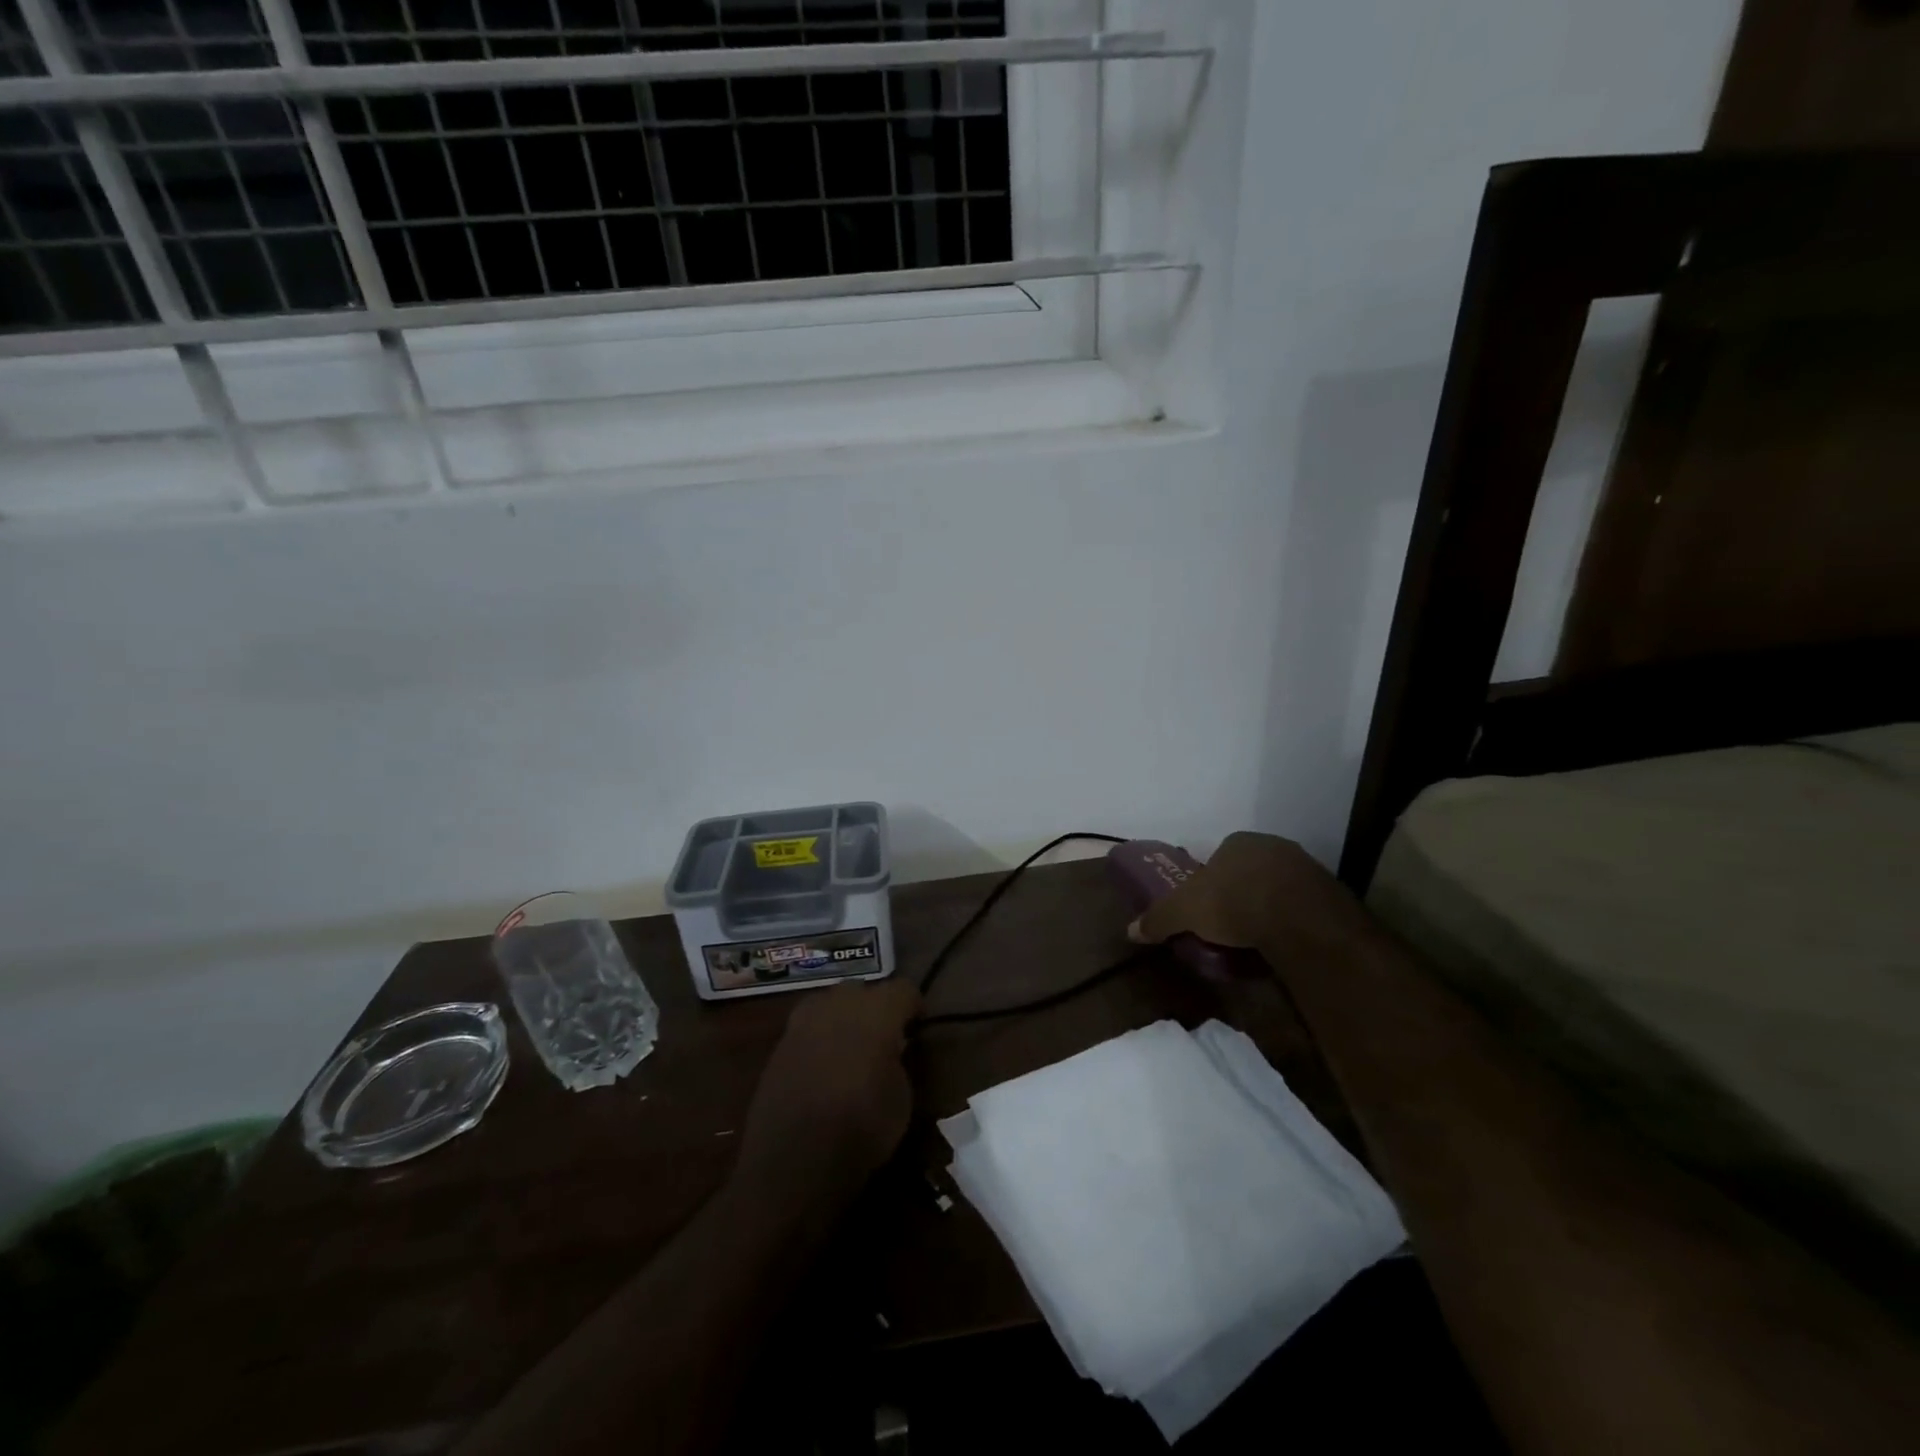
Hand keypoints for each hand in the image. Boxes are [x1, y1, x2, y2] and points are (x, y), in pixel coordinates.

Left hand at [733, 977, 920, 1213]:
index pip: (903, 989)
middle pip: (864, 991)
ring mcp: (804, 1020)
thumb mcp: (901, 1098)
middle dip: (876, 1008)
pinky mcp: (780, 1043)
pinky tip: (824, 1067)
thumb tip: (891, 1049)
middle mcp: (839, 1003)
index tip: (917, 1029)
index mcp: (877, 1011)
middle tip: (884, 1039)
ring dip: (845, 1019)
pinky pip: (809, 1028)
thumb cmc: (861, 1128)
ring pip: (832, 1004)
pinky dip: (820, 1039)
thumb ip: (898, 1060)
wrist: (792, 1161)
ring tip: (851, 1051)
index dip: (914, 1007)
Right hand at [1126, 831, 1371, 959]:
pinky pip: (1302, 905)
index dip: (1210, 881)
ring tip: (1257, 938)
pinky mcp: (1330, 893)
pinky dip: (1291, 920)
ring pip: (1278, 887)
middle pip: (1249, 870)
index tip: (1206, 907)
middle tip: (1230, 924)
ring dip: (1268, 906)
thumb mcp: (1183, 912)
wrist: (1299, 920)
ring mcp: (1305, 867)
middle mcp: (1272, 846)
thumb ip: (1158, 919)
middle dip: (1240, 892)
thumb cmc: (1233, 902)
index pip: (1218, 857)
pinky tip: (1284, 941)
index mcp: (1238, 842)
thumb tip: (1130, 931)